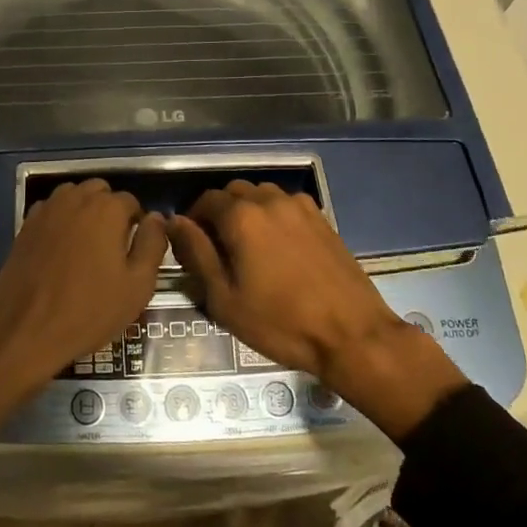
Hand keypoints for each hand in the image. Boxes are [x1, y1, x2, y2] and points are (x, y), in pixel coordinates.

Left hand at [0, 180, 165, 447]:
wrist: (25, 330)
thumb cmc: (89, 311)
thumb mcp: (137, 285)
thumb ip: (152, 244)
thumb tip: (156, 218)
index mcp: (106, 209)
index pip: (131, 202)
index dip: (137, 224)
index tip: (135, 252)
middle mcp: (76, 199)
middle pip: (100, 191)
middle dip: (110, 211)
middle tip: (112, 248)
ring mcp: (47, 210)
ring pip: (73, 196)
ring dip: (84, 210)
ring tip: (87, 246)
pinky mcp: (26, 225)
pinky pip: (50, 210)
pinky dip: (60, 219)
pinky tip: (61, 248)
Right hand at [167, 181, 466, 438]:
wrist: (352, 334)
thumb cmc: (280, 322)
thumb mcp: (225, 298)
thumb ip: (197, 253)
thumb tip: (175, 222)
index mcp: (241, 216)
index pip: (204, 201)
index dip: (192, 219)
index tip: (191, 244)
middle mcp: (269, 200)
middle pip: (233, 192)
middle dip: (219, 212)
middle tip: (218, 247)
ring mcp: (299, 206)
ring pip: (261, 194)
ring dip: (247, 210)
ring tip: (248, 245)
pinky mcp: (322, 218)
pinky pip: (286, 204)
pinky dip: (273, 215)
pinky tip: (278, 246)